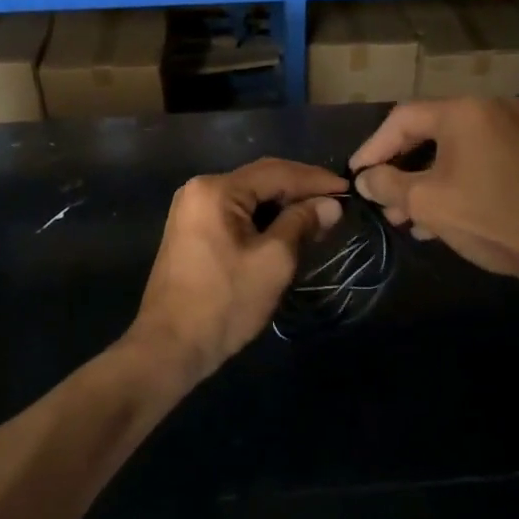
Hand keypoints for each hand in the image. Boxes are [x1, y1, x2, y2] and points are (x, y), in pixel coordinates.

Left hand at [131, 158, 345, 381]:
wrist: (170, 346)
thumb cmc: (224, 302)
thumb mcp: (273, 261)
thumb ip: (302, 224)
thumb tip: (330, 204)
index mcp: (216, 189)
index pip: (276, 172)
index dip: (315, 179)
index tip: (348, 189)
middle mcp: (199, 189)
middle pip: (260, 179)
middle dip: (300, 190)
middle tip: (337, 203)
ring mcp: (192, 209)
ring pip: (249, 197)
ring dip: (283, 205)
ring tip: (318, 216)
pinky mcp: (192, 230)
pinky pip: (235, 213)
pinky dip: (263, 218)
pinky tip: (287, 229)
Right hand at [350, 98, 518, 290]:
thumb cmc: (491, 217)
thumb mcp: (427, 203)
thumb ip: (387, 185)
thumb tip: (364, 178)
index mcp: (463, 111)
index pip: (402, 119)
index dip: (373, 147)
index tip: (355, 176)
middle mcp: (489, 109)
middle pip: (427, 132)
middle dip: (399, 169)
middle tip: (380, 199)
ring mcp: (513, 131)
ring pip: (452, 151)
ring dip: (423, 181)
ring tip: (403, 217)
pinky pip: (476, 161)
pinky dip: (451, 182)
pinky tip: (435, 219)